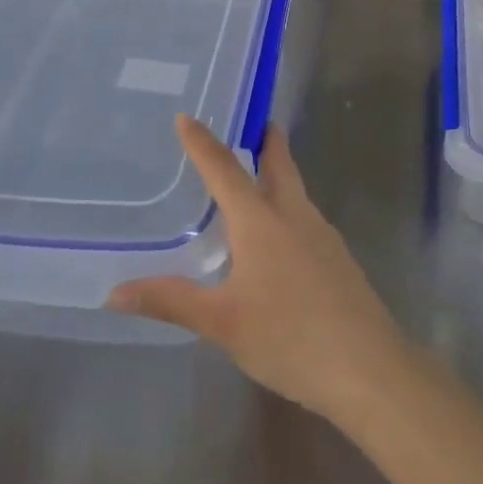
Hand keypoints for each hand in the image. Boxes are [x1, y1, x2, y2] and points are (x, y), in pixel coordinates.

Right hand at [106, 116, 413, 422]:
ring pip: (296, 190)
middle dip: (266, 141)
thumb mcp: (223, 323)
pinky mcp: (338, 258)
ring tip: (256, 175)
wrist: (368, 366)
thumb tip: (114, 292)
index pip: (224, 170)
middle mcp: (294, 215)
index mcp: (261, 221)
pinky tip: (280, 234)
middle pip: (279, 165)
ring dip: (278, 172)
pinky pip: (306, 216)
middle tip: (252, 122)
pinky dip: (288, 206)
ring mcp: (322, 235)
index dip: (202, 143)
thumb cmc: (289, 337)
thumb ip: (171, 301)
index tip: (187, 117)